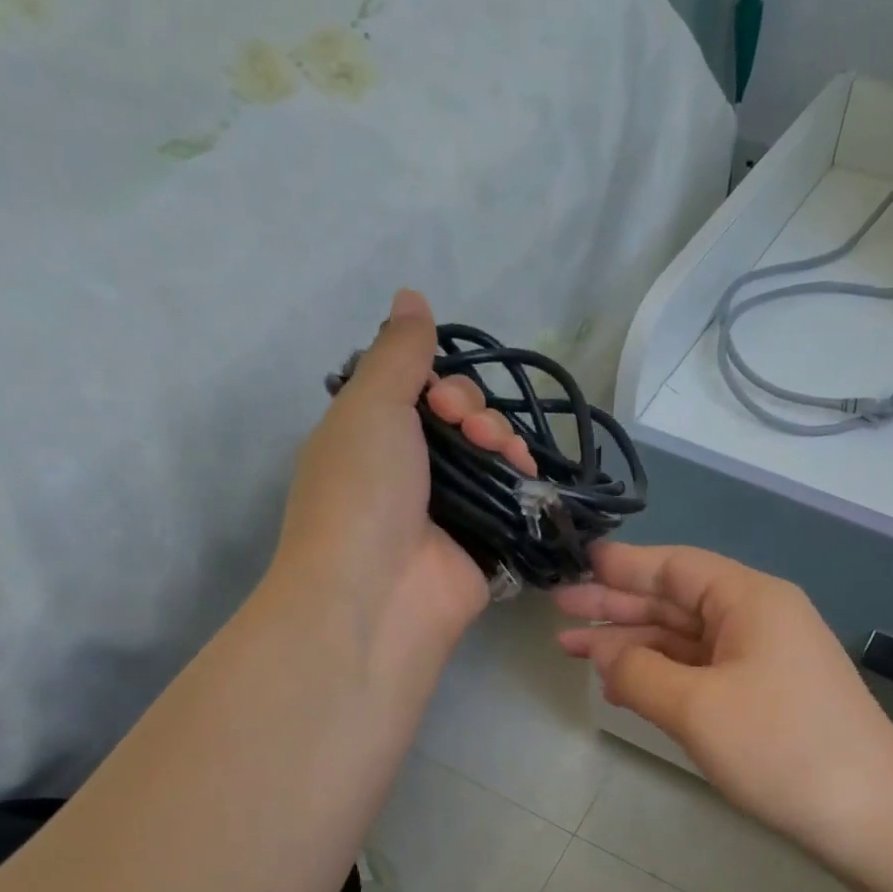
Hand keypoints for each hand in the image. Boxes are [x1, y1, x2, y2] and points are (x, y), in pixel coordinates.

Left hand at [274, 289, 534, 658]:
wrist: (377, 594)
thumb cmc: (362, 492)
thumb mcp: (370, 405)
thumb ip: (398, 352)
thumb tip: (412, 296)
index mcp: (372, 437)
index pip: (421, 392)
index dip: (444, 384)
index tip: (445, 399)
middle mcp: (409, 473)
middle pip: (462, 422)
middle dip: (479, 413)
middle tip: (473, 431)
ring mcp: (447, 513)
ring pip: (491, 459)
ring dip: (504, 444)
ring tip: (507, 458)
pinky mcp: (481, 547)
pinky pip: (510, 503)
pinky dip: (524, 486)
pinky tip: (530, 479)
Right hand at [556, 543, 892, 860]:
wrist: (869, 814)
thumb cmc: (781, 748)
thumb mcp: (696, 707)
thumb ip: (638, 673)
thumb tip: (604, 654)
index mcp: (749, 600)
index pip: (674, 567)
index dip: (622, 567)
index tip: (576, 565)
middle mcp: (757, 618)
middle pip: (675, 602)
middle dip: (616, 608)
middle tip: (559, 612)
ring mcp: (762, 659)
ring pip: (684, 640)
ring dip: (632, 646)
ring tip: (575, 652)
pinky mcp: (763, 696)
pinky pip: (700, 672)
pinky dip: (660, 676)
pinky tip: (623, 687)